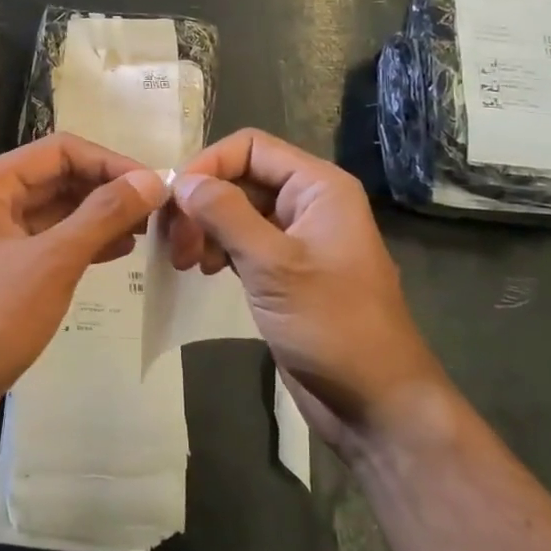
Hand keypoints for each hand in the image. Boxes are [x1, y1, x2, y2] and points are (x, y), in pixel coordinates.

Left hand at [0, 134, 167, 444]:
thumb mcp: (52, 262)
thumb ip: (103, 216)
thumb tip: (151, 181)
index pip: (60, 151)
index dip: (110, 162)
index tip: (153, 185)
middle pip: (57, 178)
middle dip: (106, 190)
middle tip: (156, 211)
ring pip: (55, 212)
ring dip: (99, 217)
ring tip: (145, 231)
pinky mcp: (1, 272)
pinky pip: (48, 243)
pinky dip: (82, 243)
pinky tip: (118, 252)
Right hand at [162, 129, 445, 453]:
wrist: (375, 403)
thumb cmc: (333, 325)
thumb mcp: (274, 265)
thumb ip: (226, 215)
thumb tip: (182, 181)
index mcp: (318, 187)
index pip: (250, 147)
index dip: (208, 165)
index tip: (174, 201)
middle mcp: (307, 202)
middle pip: (240, 177)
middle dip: (202, 203)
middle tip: (175, 243)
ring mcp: (296, 237)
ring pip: (236, 210)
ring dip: (204, 227)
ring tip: (185, 261)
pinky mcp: (284, 270)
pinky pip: (241, 240)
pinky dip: (217, 248)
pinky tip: (203, 270)